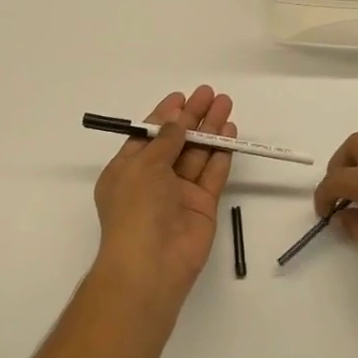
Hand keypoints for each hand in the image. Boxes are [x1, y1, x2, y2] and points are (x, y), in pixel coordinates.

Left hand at [91, 86, 235, 313]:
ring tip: (225, 104)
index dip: (164, 115)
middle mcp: (153, 179)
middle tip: (210, 93)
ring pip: (197, 154)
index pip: (148, 136)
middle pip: (176, 141)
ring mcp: (179, 193)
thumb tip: (176, 121)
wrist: (152, 263)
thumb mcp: (143, 166)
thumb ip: (165, 141)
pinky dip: (221, 153)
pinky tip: (230, 132)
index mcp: (127, 170)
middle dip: (192, 116)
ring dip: (210, 129)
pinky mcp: (202, 205)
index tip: (182, 96)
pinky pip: (212, 173)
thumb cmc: (136, 209)